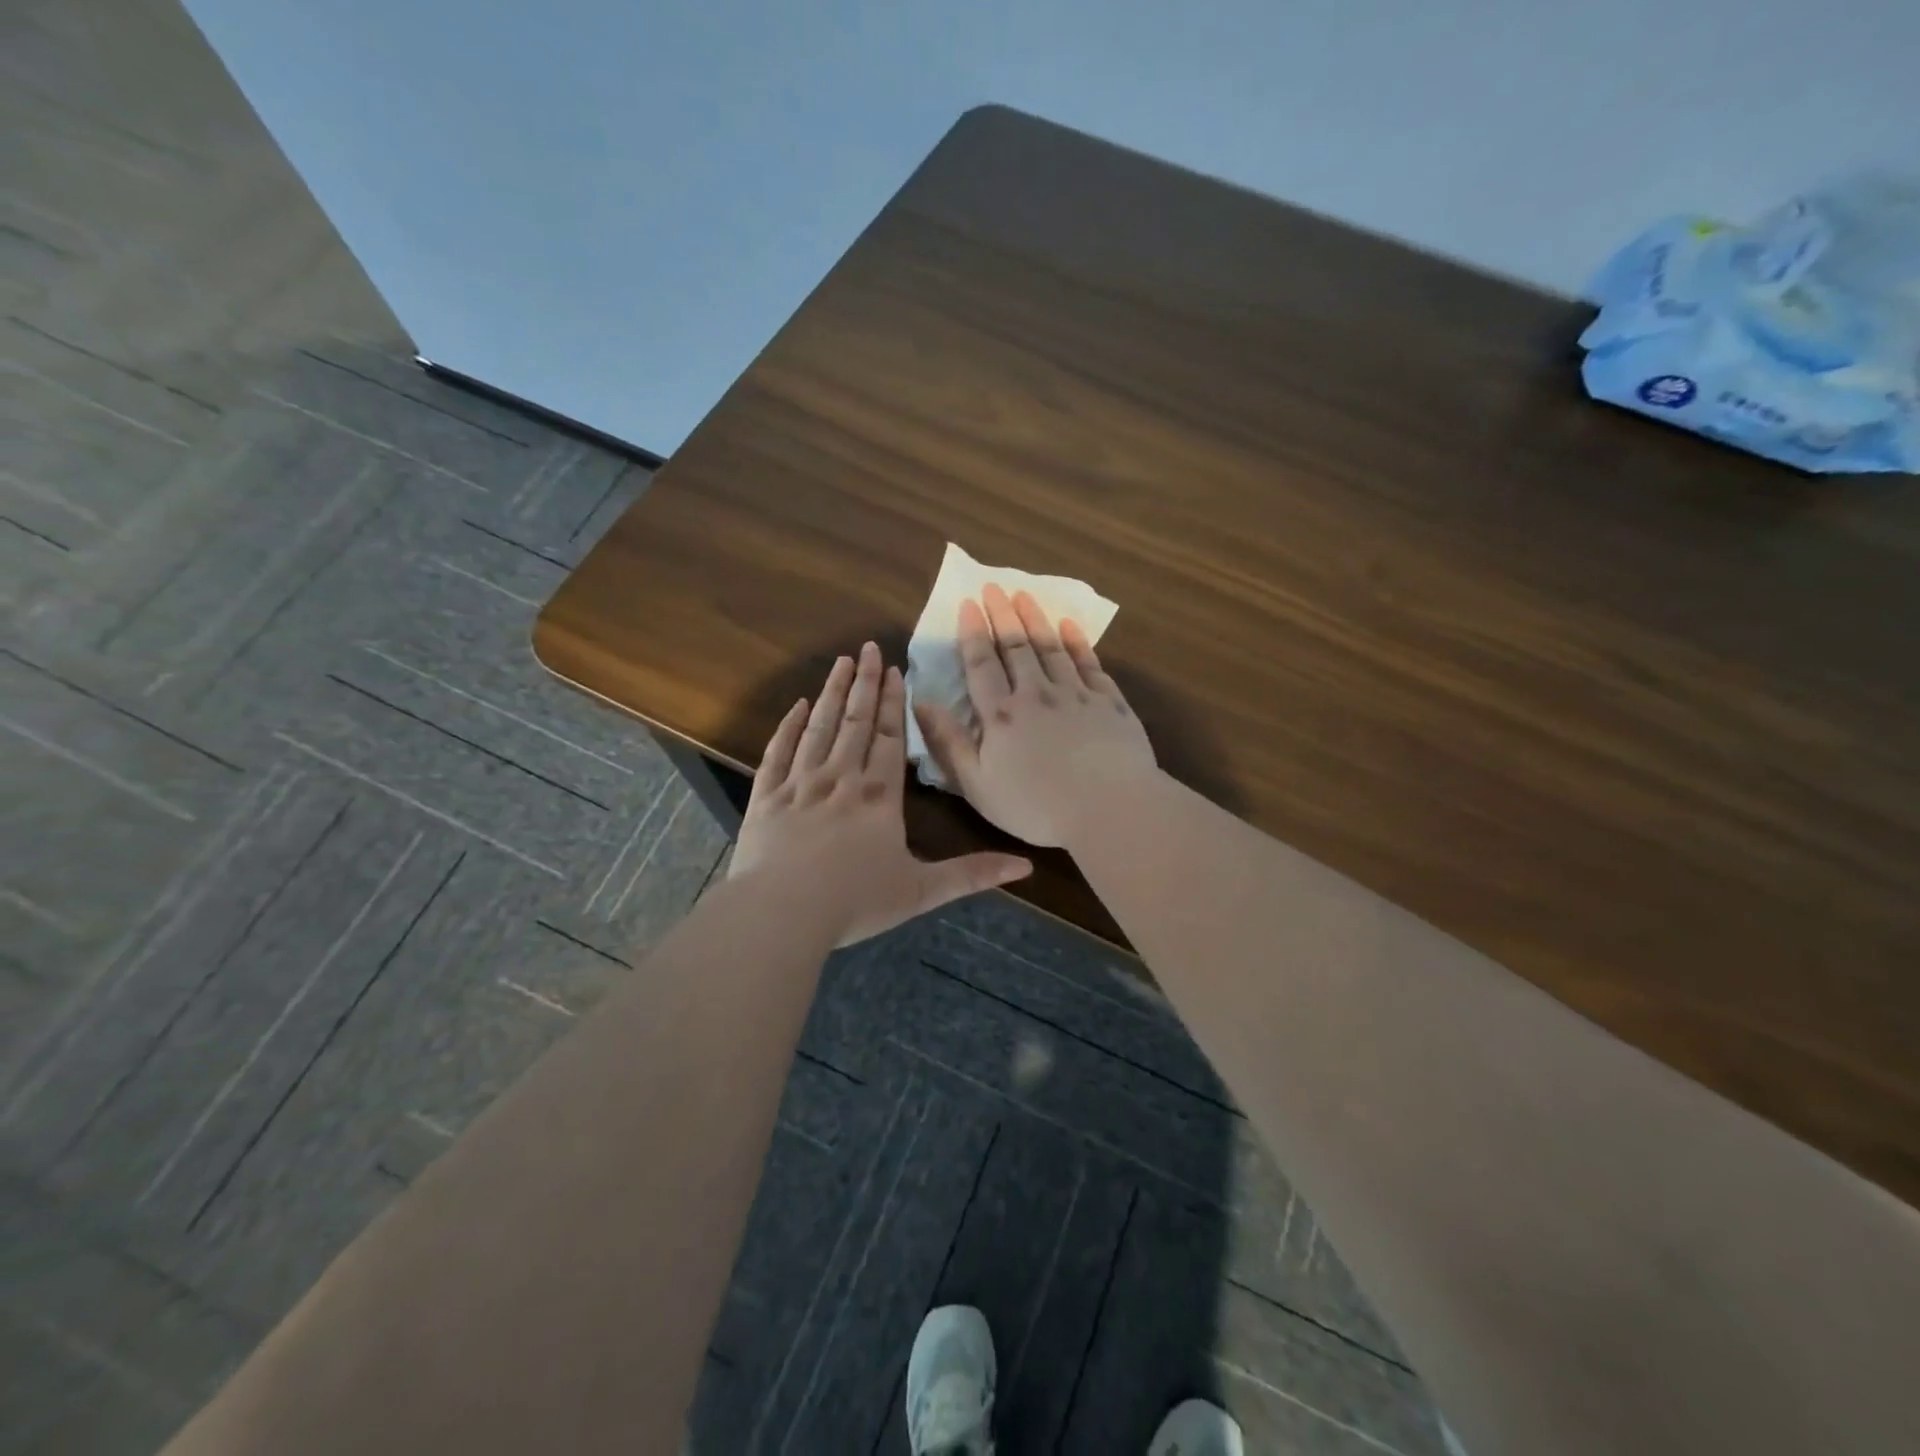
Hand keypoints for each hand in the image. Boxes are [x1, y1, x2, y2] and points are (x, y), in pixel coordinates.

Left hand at [730, 641, 1032, 944]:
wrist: (782, 912)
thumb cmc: (855, 901)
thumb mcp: (922, 891)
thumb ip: (972, 874)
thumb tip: (1025, 865)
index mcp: (879, 796)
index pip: (889, 738)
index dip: (892, 703)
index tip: (894, 670)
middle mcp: (841, 779)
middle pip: (856, 722)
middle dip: (864, 683)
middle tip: (868, 648)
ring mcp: (800, 784)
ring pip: (820, 728)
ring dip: (832, 694)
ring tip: (840, 663)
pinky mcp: (767, 797)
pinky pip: (778, 752)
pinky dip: (789, 727)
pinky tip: (798, 706)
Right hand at [913, 584, 1157, 847]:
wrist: (1110, 808)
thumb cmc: (1036, 806)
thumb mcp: (977, 784)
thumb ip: (948, 742)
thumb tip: (920, 702)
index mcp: (1001, 715)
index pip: (981, 664)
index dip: (973, 632)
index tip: (968, 604)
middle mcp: (1036, 694)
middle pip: (1016, 647)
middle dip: (1002, 615)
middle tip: (993, 587)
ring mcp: (1076, 694)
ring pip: (1051, 647)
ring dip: (1036, 619)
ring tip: (1024, 595)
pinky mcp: (1109, 702)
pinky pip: (1089, 663)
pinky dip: (1077, 642)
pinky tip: (1070, 626)